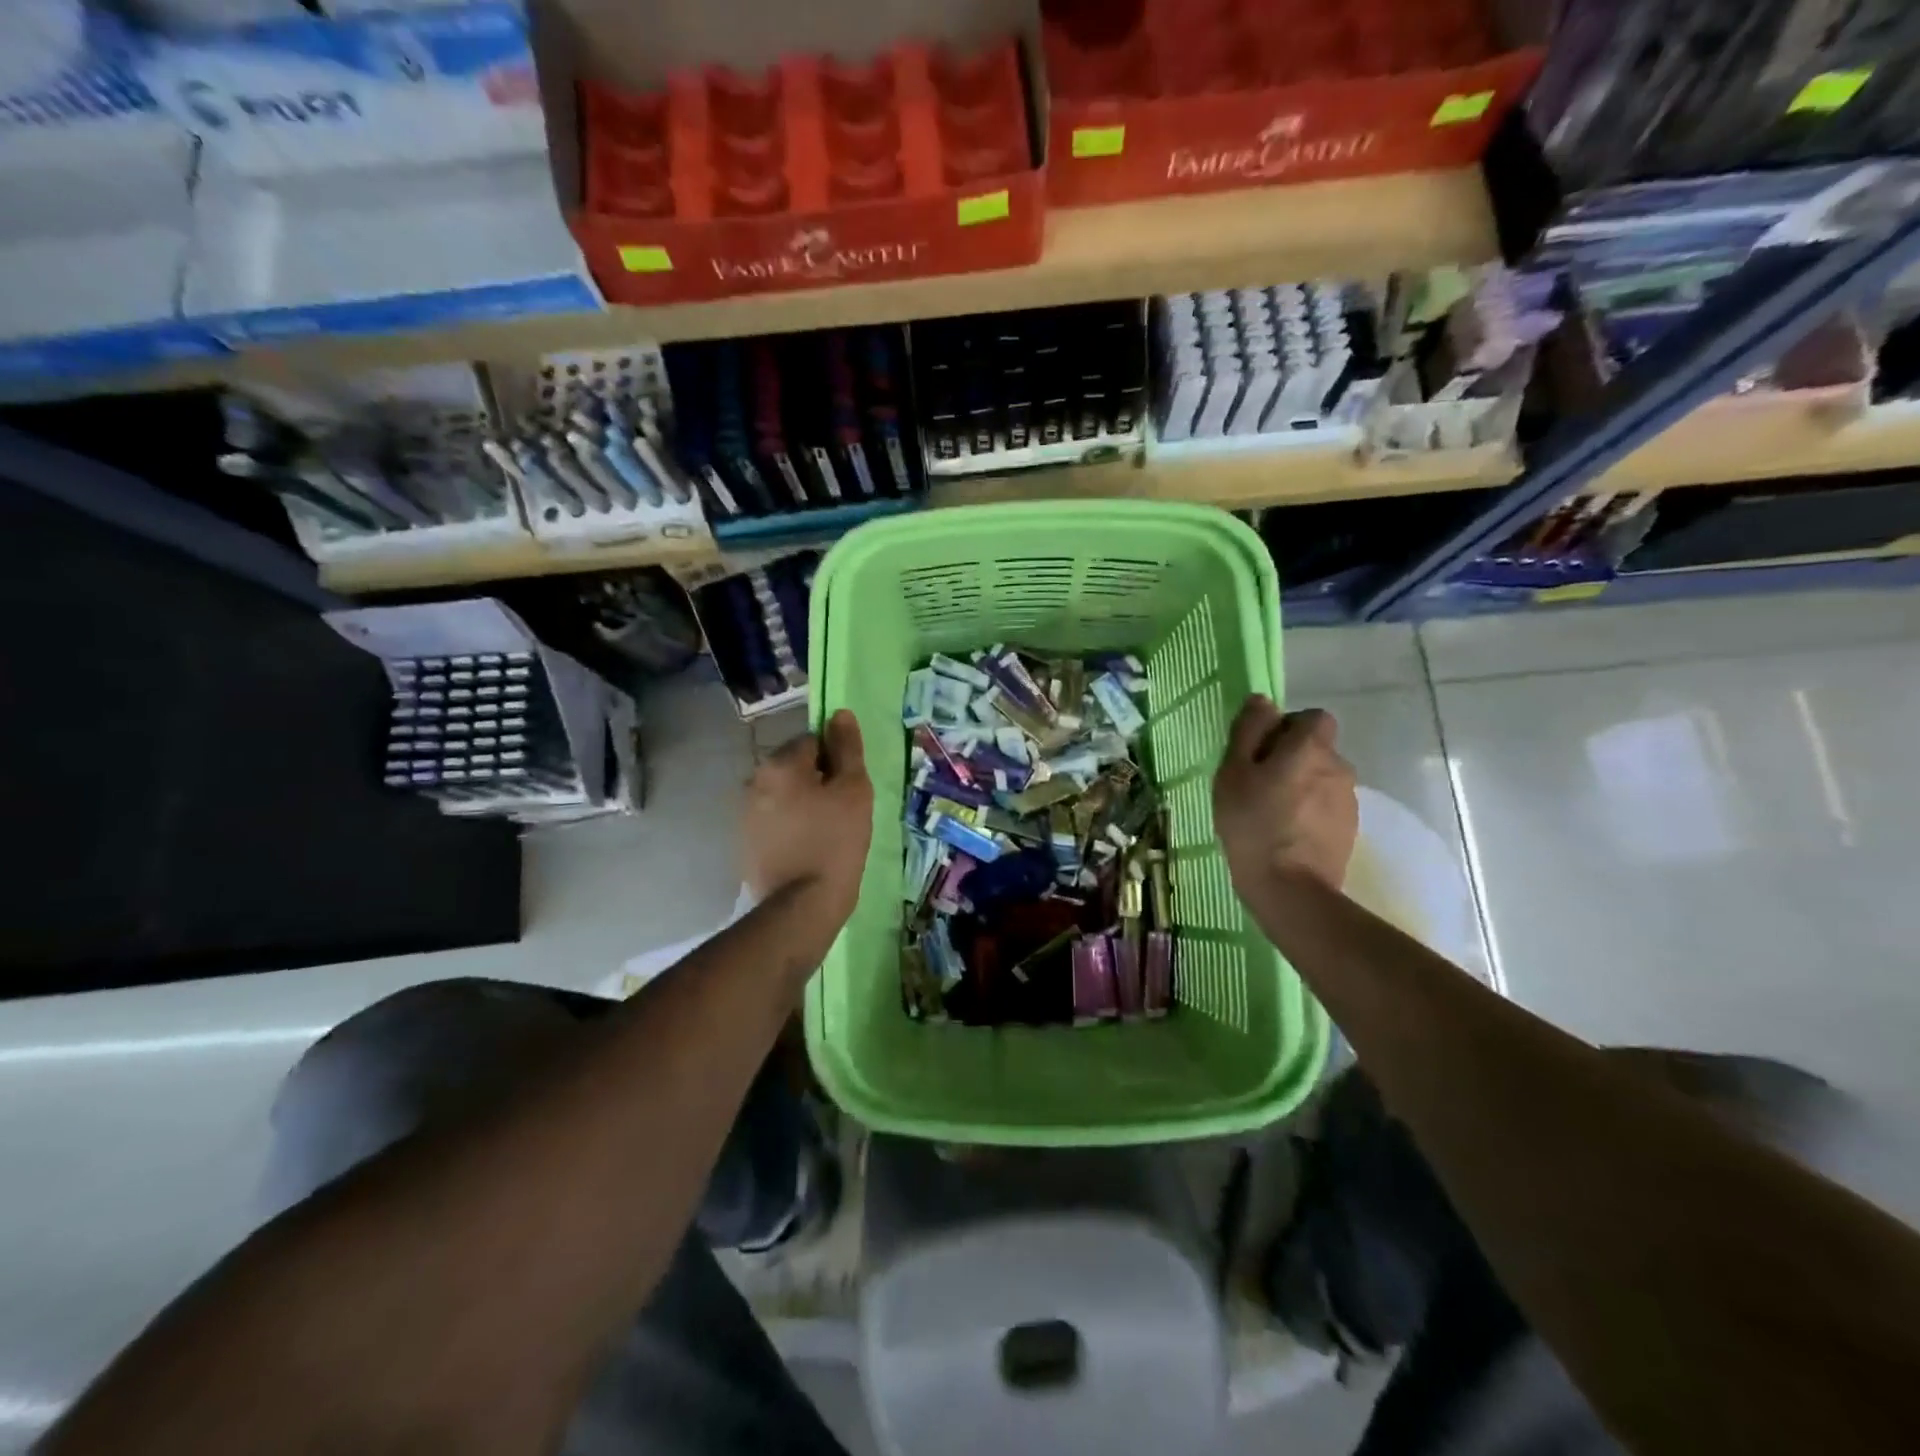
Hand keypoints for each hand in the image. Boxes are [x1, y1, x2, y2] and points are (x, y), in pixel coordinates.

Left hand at [743, 709, 873, 922]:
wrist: (803, 905)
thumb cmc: (835, 842)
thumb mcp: (853, 790)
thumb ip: (847, 748)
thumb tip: (840, 713)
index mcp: (779, 764)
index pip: (813, 741)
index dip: (836, 761)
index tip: (849, 788)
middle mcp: (755, 781)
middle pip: (796, 767)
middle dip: (819, 781)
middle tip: (843, 812)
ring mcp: (746, 814)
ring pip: (786, 794)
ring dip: (806, 804)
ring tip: (828, 833)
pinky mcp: (747, 842)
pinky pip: (777, 820)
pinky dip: (793, 826)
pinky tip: (810, 849)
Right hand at [1212, 698, 1357, 894]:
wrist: (1289, 889)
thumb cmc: (1252, 824)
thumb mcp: (1233, 773)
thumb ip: (1248, 732)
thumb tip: (1263, 701)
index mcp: (1311, 748)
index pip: (1313, 717)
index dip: (1288, 727)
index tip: (1262, 751)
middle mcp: (1338, 766)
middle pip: (1317, 748)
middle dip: (1292, 758)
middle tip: (1258, 784)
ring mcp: (1348, 800)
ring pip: (1322, 778)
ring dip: (1301, 786)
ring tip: (1271, 813)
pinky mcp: (1349, 828)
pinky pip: (1326, 805)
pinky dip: (1309, 811)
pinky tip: (1287, 833)